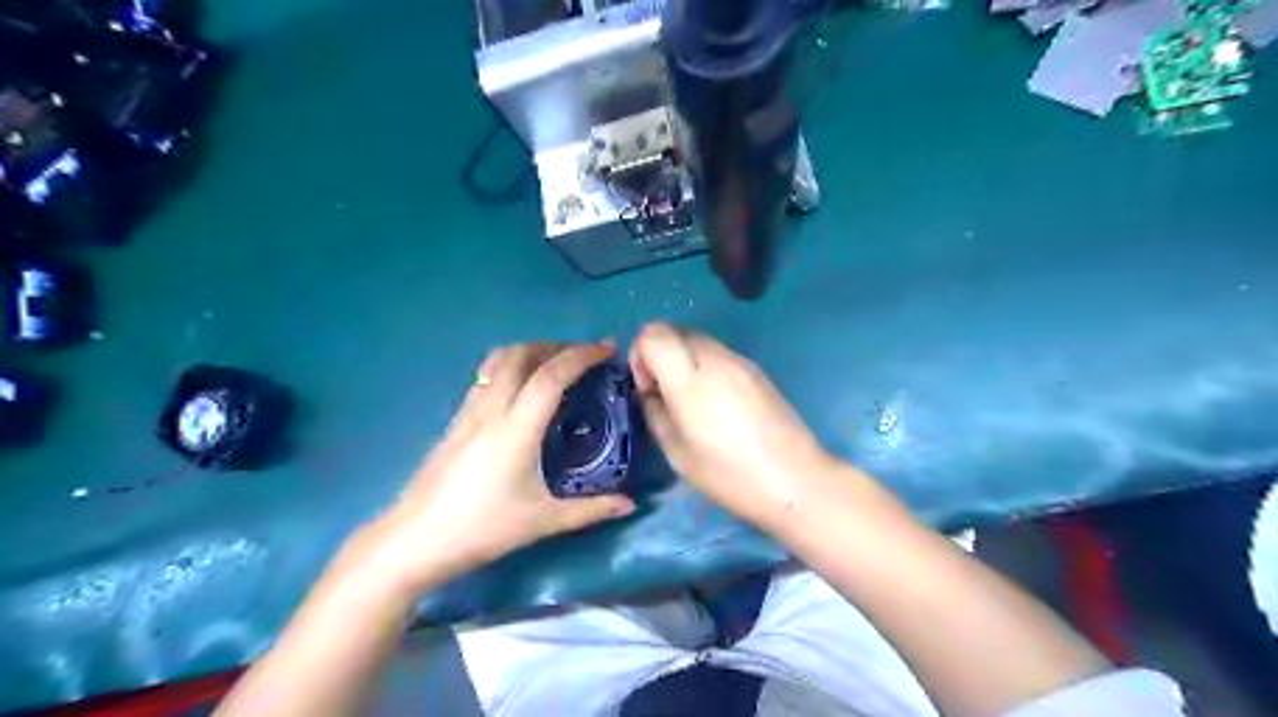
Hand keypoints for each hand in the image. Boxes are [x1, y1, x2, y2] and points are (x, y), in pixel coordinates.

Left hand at [355, 340, 637, 596]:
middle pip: (521, 354)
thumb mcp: (542, 522)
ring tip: (555, 365)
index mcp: (516, 429)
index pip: (551, 376)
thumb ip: (590, 510)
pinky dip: (510, 368)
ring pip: (498, 361)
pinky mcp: (455, 421)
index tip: (607, 350)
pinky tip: (521, 391)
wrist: (414, 541)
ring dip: (530, 352)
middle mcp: (491, 410)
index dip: (582, 356)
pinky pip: (486, 377)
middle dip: (555, 345)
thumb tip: (629, 504)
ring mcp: (468, 412)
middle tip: (582, 356)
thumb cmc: (481, 529)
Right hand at [627, 321, 845, 527]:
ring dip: (682, 358)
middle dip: (659, 353)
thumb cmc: (730, 475)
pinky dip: (705, 365)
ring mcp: (739, 360)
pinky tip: (716, 403)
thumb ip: (656, 413)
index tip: (647, 387)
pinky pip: (719, 353)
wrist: (795, 479)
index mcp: (690, 380)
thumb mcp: (678, 454)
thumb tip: (651, 394)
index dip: (639, 353)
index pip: (653, 334)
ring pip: (698, 339)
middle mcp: (715, 359)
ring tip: (690, 400)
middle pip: (674, 330)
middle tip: (663, 392)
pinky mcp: (757, 369)